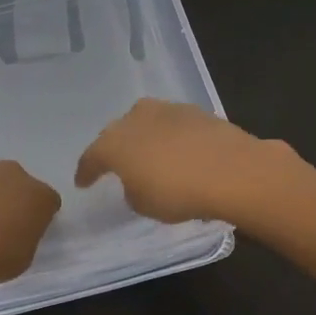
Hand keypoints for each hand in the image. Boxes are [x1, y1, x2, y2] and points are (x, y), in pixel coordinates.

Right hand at [75, 99, 296, 224]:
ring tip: (151, 157)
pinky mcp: (196, 111)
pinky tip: (180, 153)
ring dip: (145, 138)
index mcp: (114, 143)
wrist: (232, 170)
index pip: (91, 157)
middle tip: (117, 165)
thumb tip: (138, 179)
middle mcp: (135, 118)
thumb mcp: (144, 204)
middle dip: (115, 148)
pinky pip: (173, 126)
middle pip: (117, 133)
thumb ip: (133, 190)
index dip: (86, 171)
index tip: (83, 182)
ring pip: (146, 123)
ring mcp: (167, 110)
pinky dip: (172, 138)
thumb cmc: (178, 192)